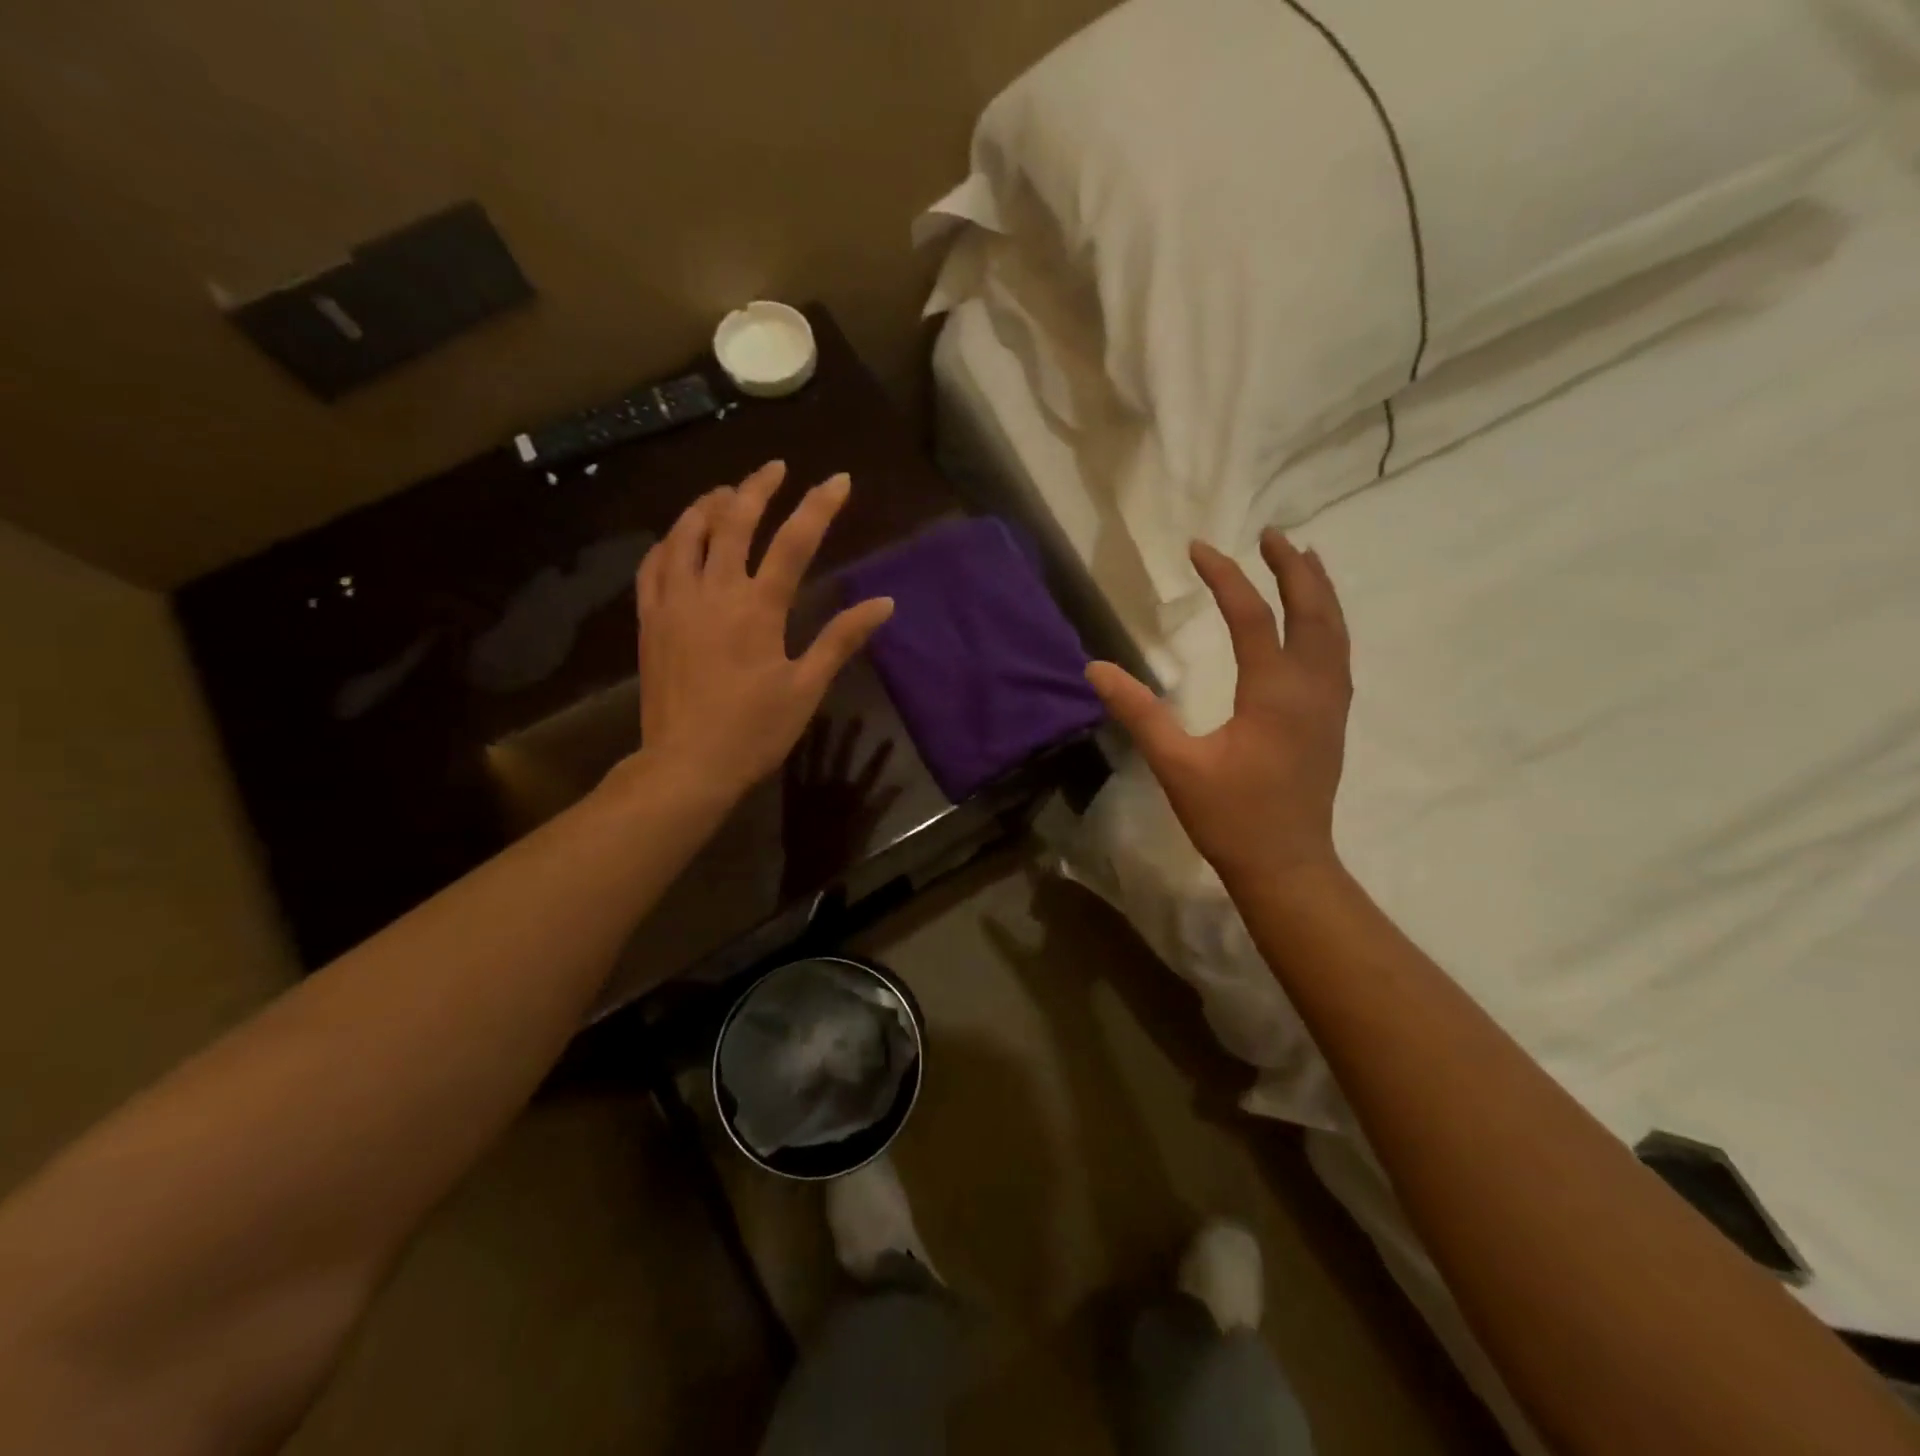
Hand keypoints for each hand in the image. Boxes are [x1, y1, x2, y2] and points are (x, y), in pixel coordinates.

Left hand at [631, 461, 894, 803]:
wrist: (685, 764)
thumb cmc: (753, 731)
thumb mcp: (806, 688)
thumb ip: (841, 639)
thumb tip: (883, 604)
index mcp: (758, 608)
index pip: (793, 542)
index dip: (819, 506)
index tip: (838, 479)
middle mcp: (713, 592)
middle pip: (733, 522)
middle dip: (757, 488)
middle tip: (775, 467)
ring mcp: (675, 603)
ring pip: (687, 535)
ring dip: (708, 505)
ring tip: (726, 491)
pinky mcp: (650, 621)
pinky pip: (654, 566)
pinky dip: (669, 542)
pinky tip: (679, 537)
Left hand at [780, 717, 901, 898]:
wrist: (809, 870)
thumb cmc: (840, 853)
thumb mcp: (865, 830)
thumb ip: (881, 806)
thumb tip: (900, 784)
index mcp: (851, 799)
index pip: (870, 772)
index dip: (880, 756)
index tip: (889, 738)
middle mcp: (831, 789)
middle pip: (842, 758)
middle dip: (849, 737)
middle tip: (856, 716)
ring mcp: (809, 791)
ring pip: (816, 758)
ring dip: (820, 738)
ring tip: (824, 717)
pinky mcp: (791, 796)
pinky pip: (792, 771)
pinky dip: (794, 755)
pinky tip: (795, 739)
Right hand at [1085, 531, 1351, 889]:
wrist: (1287, 864)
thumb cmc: (1231, 816)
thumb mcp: (1176, 764)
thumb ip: (1139, 713)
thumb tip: (1096, 669)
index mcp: (1274, 693)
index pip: (1252, 617)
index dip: (1225, 578)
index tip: (1199, 548)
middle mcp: (1312, 688)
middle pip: (1313, 611)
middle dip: (1292, 567)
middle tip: (1270, 534)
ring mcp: (1330, 704)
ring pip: (1335, 631)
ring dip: (1319, 590)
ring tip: (1304, 558)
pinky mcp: (1333, 721)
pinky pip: (1338, 654)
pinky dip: (1328, 622)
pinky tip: (1316, 623)